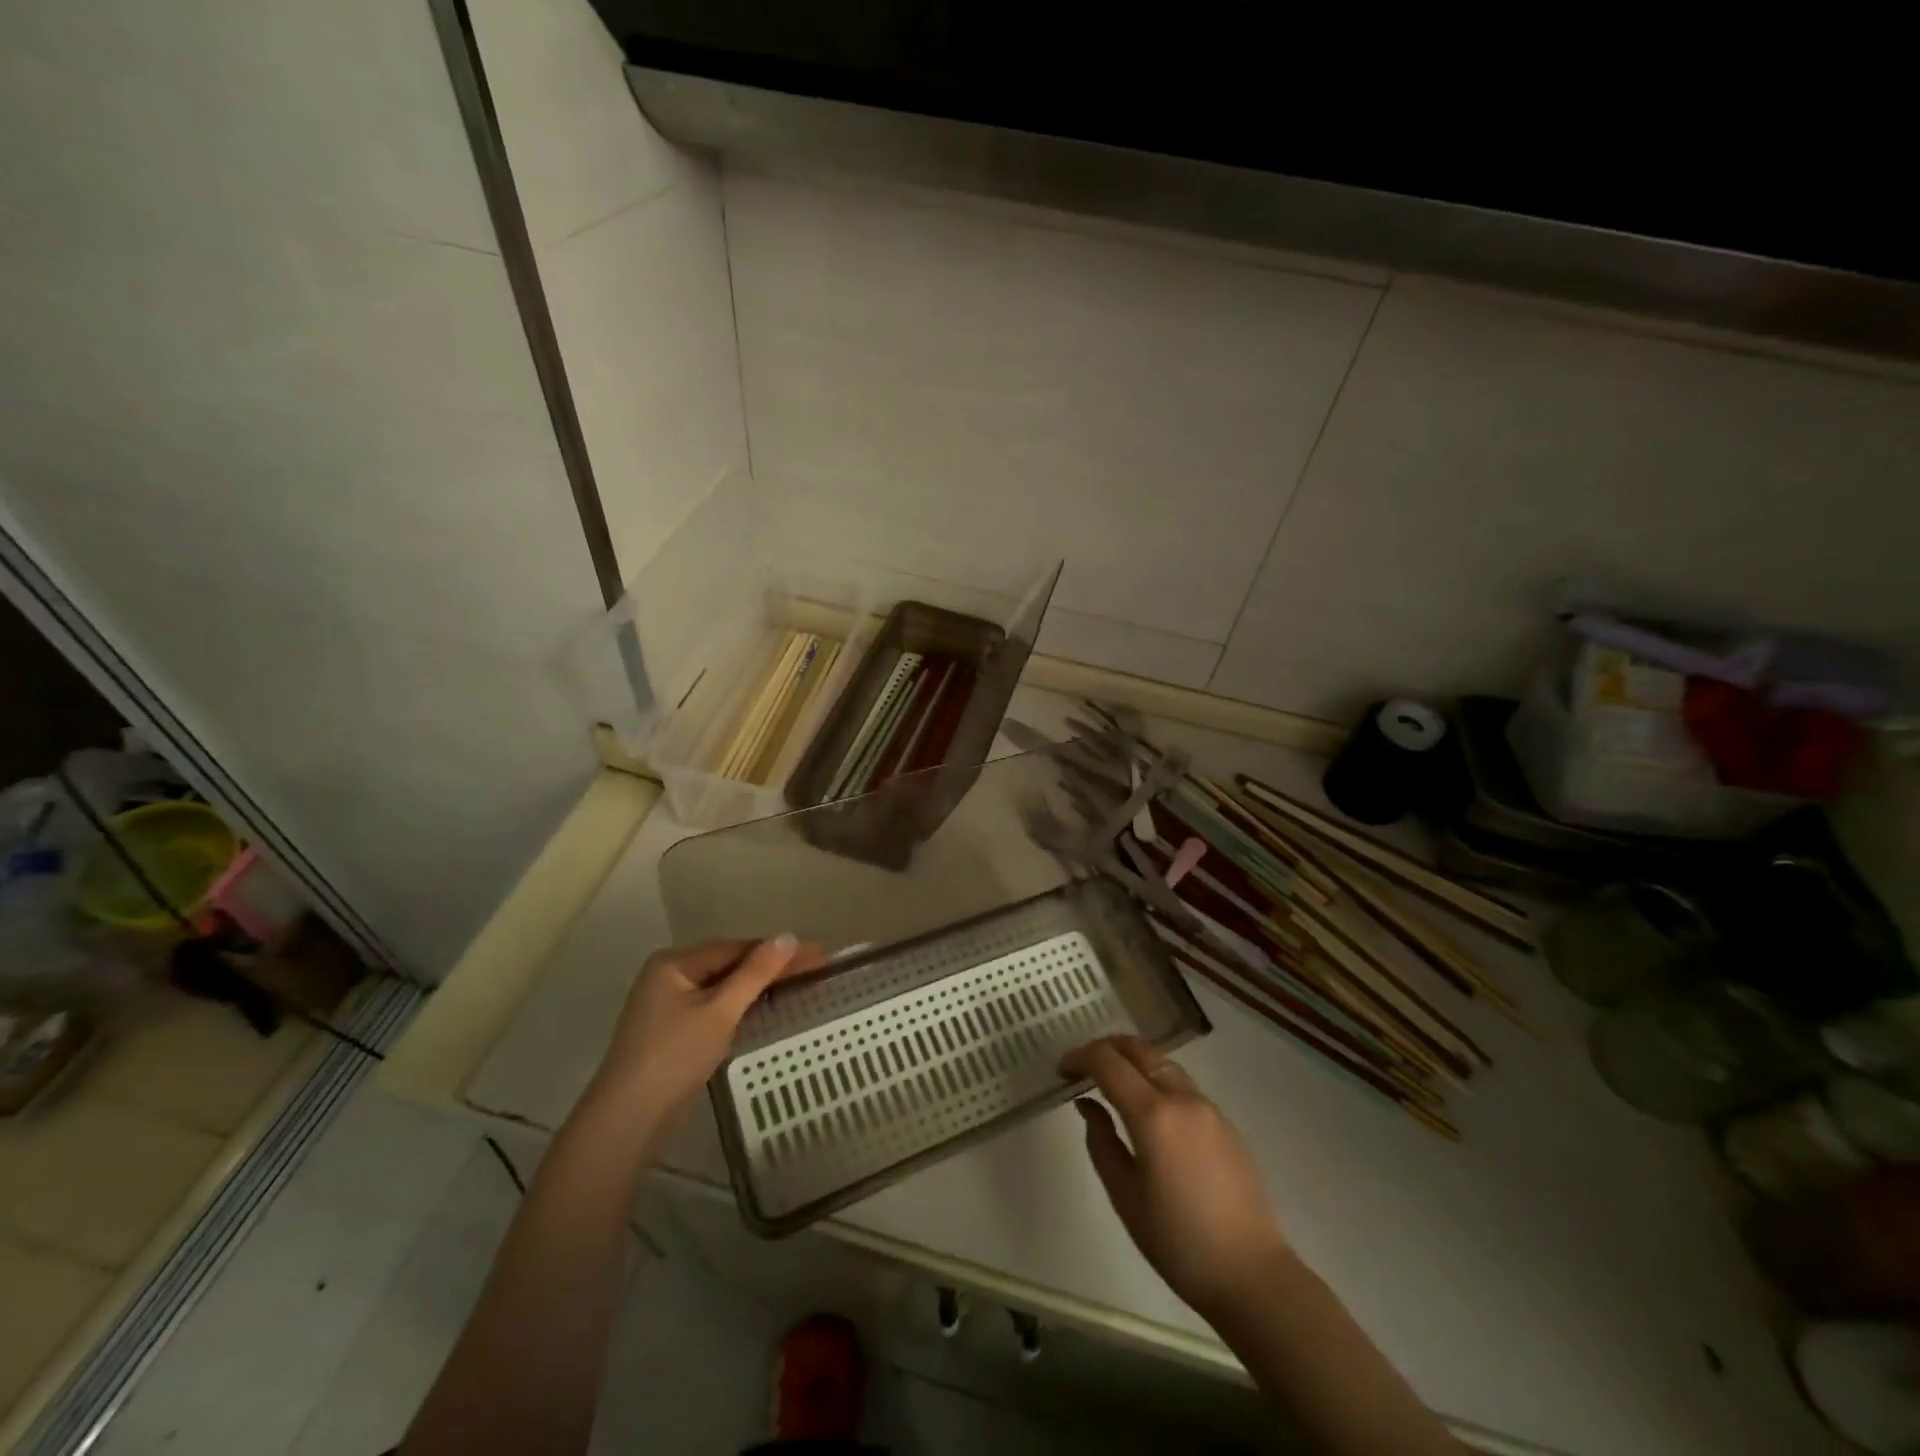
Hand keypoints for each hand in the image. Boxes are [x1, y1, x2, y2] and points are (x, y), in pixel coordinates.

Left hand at [585, 936, 825, 1129]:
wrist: (627, 1119)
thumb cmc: (675, 1056)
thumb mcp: (720, 1011)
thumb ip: (755, 973)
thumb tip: (788, 936)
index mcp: (674, 962)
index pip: (736, 947)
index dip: (778, 950)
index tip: (818, 953)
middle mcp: (668, 975)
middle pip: (729, 963)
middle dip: (771, 965)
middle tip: (816, 967)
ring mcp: (667, 1003)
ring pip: (722, 985)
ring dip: (757, 984)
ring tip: (798, 982)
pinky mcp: (671, 1029)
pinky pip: (713, 1004)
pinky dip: (740, 1004)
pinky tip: (761, 1007)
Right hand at [1062, 1035, 1290, 1321]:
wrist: (1252, 1275)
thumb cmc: (1178, 1242)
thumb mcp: (1124, 1195)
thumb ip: (1101, 1141)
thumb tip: (1088, 1105)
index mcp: (1153, 1114)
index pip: (1108, 1062)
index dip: (1080, 1057)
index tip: (1062, 1071)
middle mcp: (1182, 1098)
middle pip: (1139, 1049)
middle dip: (1106, 1048)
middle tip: (1083, 1067)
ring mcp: (1208, 1107)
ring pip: (1163, 1062)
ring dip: (1133, 1061)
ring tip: (1112, 1084)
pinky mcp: (1225, 1122)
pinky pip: (1182, 1084)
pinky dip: (1155, 1080)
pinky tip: (1147, 1109)